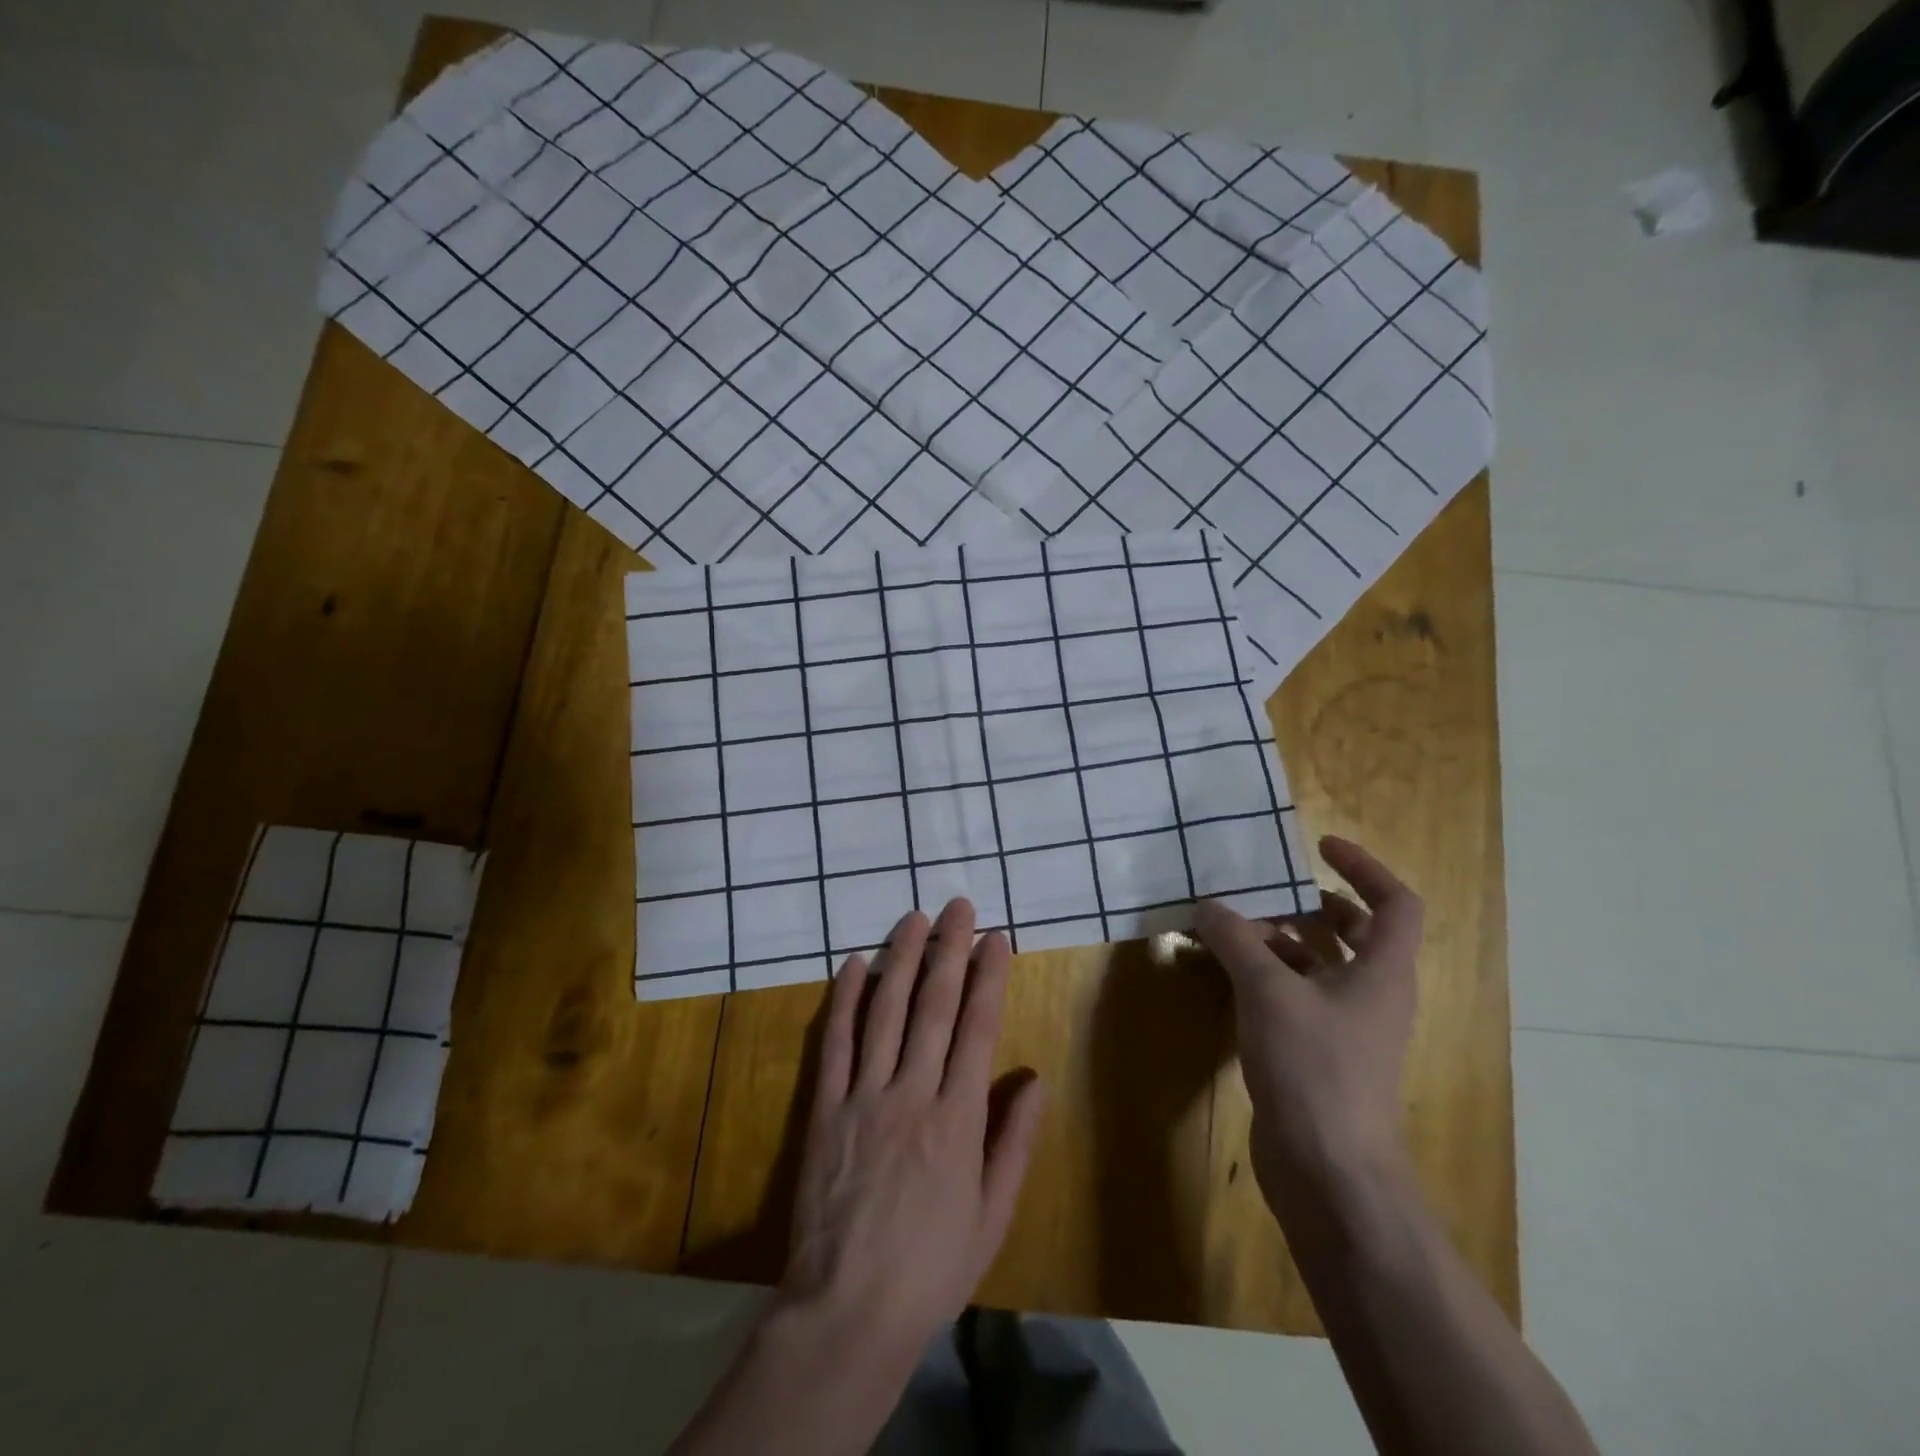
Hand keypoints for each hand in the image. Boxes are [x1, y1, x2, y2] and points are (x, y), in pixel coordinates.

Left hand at [778, 898, 1045, 1356]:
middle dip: (949, 950)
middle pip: (934, 1006)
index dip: (989, 977)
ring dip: (902, 959)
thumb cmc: (931, 1267)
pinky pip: (835, 1043)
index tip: (997, 937)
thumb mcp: (993, 1216)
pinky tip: (854, 964)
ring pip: (886, 1011)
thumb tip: (1034, 1078)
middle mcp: (912, 1092)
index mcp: (957, 1118)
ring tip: (914, 917)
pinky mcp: (824, 1108)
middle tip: (958, 906)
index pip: (978, 1029)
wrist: (847, 1309)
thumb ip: (1013, 1141)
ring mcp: (864, 1096)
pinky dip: (845, 999)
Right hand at [1195, 836, 1421, 1226]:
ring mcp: (1347, 1029)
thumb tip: (1209, 906)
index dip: (1364, 867)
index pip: (1395, 904)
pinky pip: (1298, 998)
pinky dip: (1269, 978)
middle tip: (1266, 891)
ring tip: (1233, 928)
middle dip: (1313, 906)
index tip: (1318, 847)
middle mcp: (1373, 996)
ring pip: (1322, 967)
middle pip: (1357, 933)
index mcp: (1383, 973)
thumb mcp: (1268, 992)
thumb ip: (1237, 941)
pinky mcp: (1319, 1055)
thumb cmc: (1314, 1069)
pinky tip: (1228, 976)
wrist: (1330, 1172)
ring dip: (1283, 942)